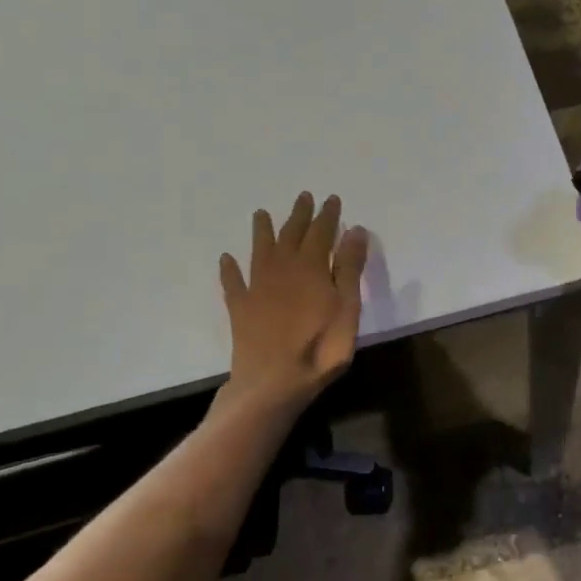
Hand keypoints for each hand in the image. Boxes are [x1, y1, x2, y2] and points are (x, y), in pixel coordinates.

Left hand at [220, 193, 369, 407]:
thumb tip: (354, 230)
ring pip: (260, 251)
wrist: (272, 382)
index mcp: (312, 268)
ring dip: (262, 231)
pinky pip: (233, 282)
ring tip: (261, 213)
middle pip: (291, 235)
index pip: (322, 233)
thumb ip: (350, 268)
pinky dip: (229, 269)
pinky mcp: (240, 308)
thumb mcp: (348, 308)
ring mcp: (258, 288)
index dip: (328, 215)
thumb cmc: (320, 348)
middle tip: (303, 197)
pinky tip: (226, 259)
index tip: (332, 199)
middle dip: (299, 215)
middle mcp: (283, 269)